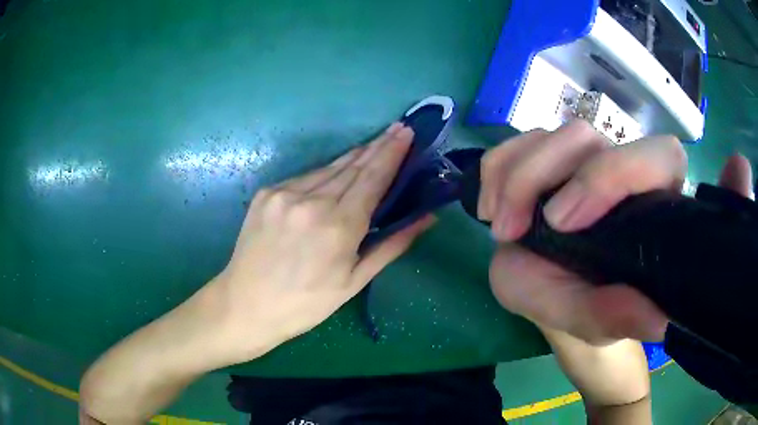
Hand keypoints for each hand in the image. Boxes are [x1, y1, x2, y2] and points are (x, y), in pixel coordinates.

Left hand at [212, 123, 434, 360]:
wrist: (246, 305)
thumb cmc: (306, 303)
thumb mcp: (354, 281)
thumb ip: (392, 245)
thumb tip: (427, 218)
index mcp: (338, 227)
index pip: (373, 178)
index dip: (392, 153)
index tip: (406, 132)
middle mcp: (311, 201)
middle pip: (353, 165)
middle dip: (378, 145)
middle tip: (397, 129)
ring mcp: (284, 194)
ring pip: (329, 168)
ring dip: (353, 157)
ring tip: (374, 145)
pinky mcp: (266, 193)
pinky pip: (305, 177)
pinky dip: (325, 173)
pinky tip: (336, 173)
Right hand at [481, 120, 752, 343]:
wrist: (551, 295)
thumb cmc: (580, 305)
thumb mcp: (593, 322)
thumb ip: (617, 317)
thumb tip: (658, 322)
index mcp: (650, 203)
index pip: (658, 157)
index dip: (614, 173)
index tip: (561, 222)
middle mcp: (621, 170)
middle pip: (587, 137)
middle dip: (541, 175)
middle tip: (513, 230)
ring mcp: (582, 160)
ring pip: (549, 134)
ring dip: (513, 177)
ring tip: (501, 229)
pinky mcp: (548, 158)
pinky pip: (518, 143)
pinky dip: (497, 170)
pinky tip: (492, 209)